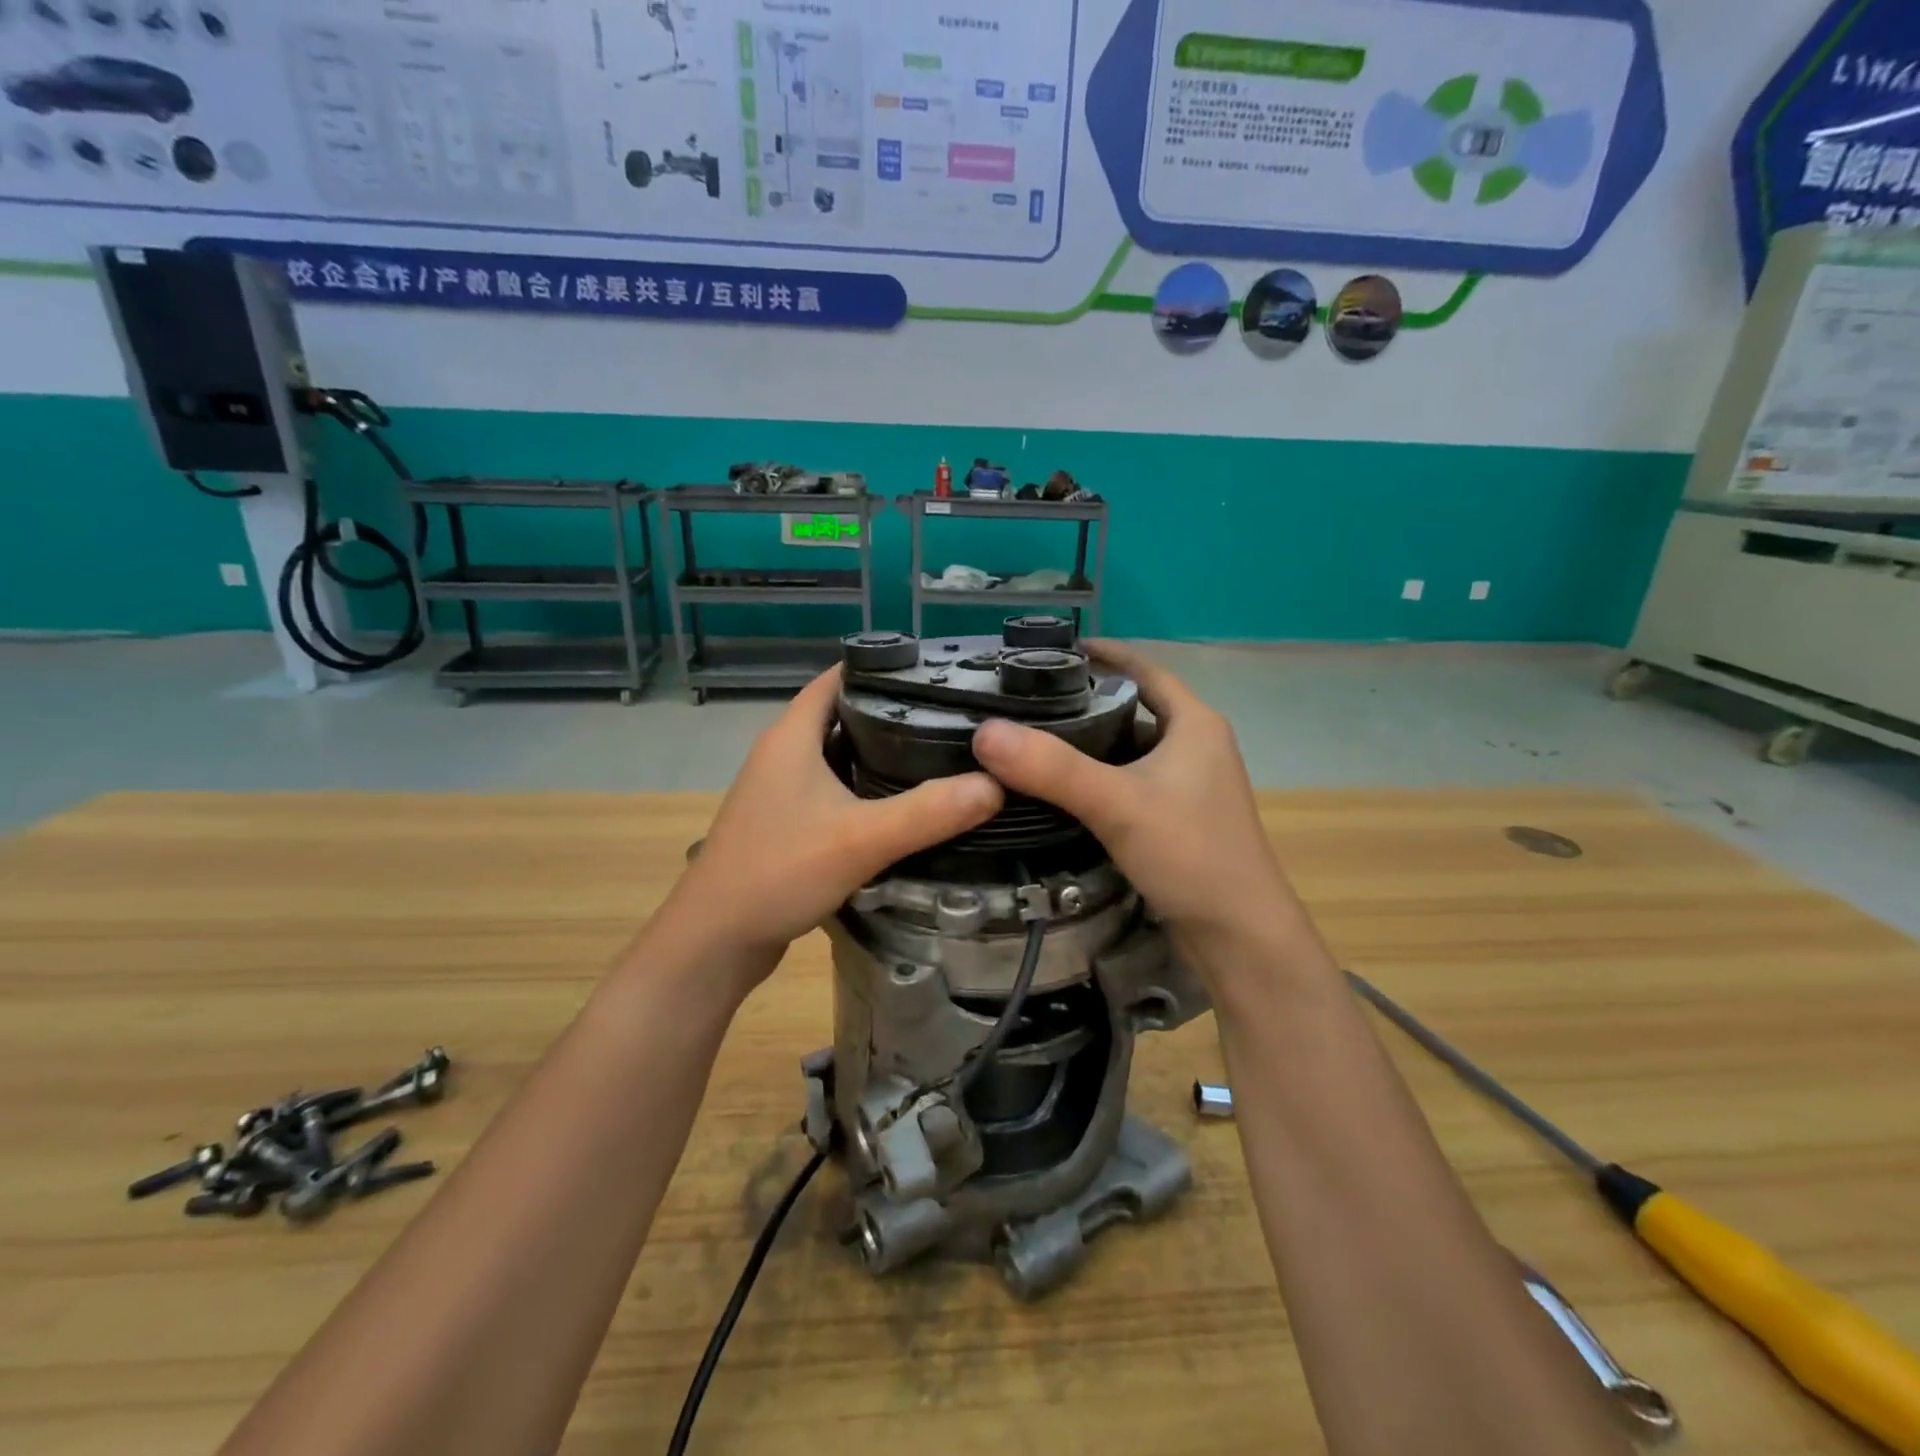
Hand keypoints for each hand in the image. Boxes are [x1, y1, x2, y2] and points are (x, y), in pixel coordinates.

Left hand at [653, 668, 1002, 989]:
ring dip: (880, 755)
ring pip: (838, 756)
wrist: (715, 941)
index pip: (838, 678)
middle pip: (842, 715)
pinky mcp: (784, 824)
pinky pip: (832, 791)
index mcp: (791, 736)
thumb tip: (995, 785)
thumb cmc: (779, 873)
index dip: (882, 669)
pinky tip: (901, 807)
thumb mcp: (861, 840)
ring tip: (939, 756)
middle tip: (952, 719)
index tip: (935, 674)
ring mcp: (779, 791)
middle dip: (893, 714)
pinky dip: (864, 790)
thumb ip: (929, 812)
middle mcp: (782, 754)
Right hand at [971, 642, 1302, 957]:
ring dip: (1089, 745)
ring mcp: (1190, 787)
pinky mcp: (1179, 821)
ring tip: (1033, 741)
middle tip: (1028, 701)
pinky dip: (1098, 781)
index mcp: (1194, 724)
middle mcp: (1196, 747)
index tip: (1055, 650)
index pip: (1145, 670)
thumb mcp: (1118, 803)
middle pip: (1133, 709)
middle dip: (1084, 702)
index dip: (1105, 655)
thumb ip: (1052, 768)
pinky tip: (1061, 793)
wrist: (1240, 937)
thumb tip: (985, 732)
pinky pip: (1131, 785)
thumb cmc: (1190, 854)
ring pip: (1130, 751)